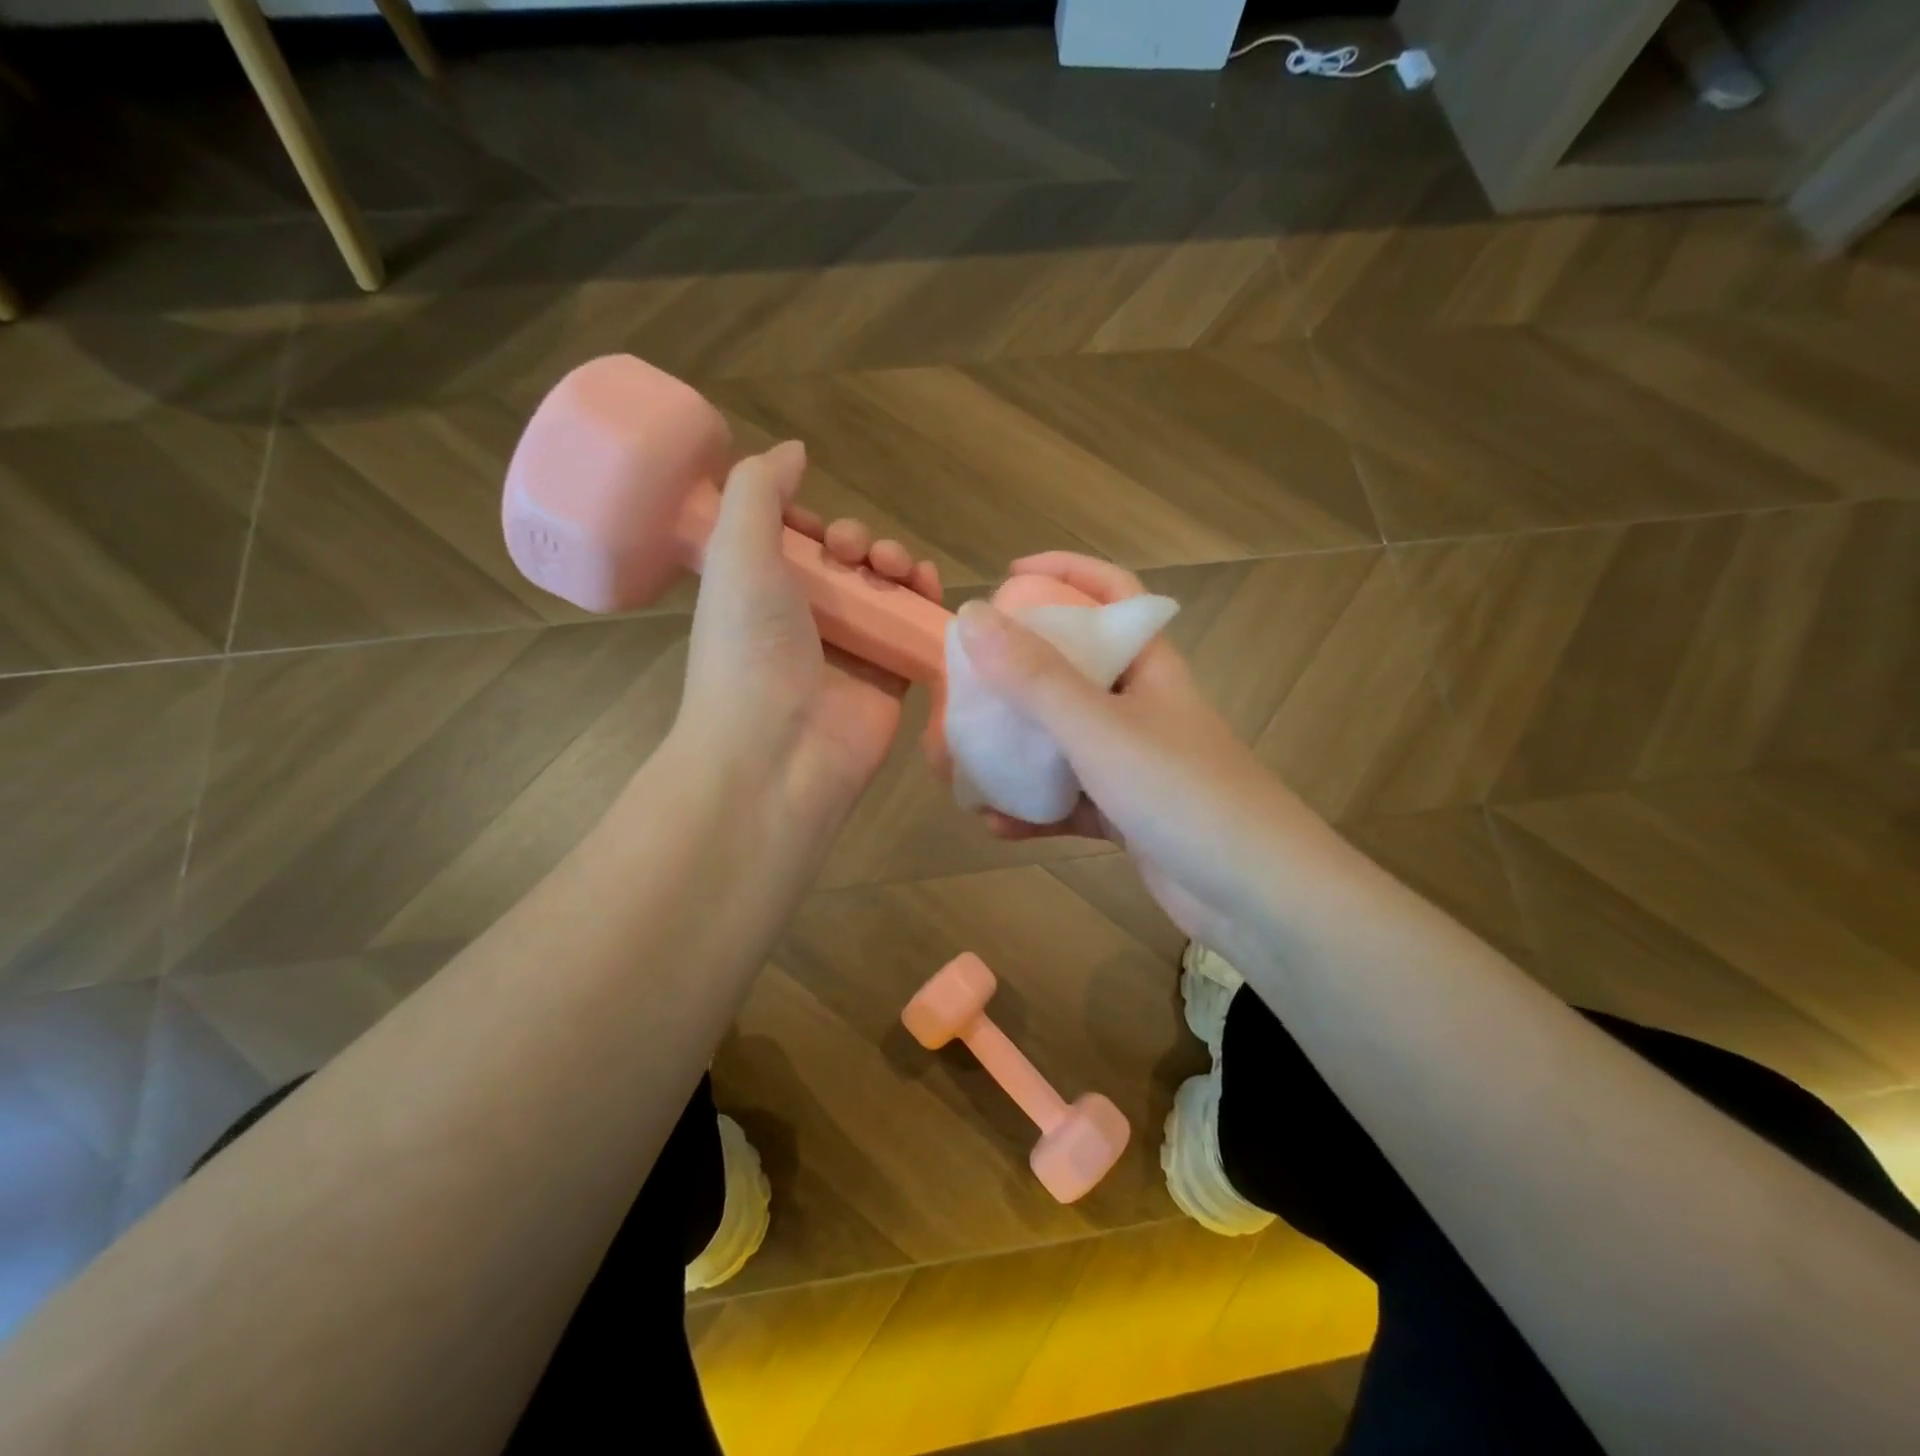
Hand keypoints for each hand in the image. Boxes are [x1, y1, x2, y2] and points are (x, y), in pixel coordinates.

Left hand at [678, 441, 942, 831]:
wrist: (777, 753)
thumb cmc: (749, 649)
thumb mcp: (736, 553)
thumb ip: (760, 492)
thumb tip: (794, 450)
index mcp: (759, 592)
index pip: (794, 545)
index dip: (813, 525)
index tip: (820, 527)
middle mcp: (805, 620)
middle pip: (848, 565)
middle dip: (862, 544)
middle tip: (858, 556)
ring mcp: (851, 652)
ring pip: (887, 593)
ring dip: (899, 567)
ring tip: (898, 571)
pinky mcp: (891, 679)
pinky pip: (917, 632)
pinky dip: (929, 607)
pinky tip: (932, 591)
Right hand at [959, 553, 1305, 952]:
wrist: (1258, 898)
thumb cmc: (1183, 794)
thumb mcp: (1100, 729)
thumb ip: (1035, 675)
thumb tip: (971, 614)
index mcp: (1147, 665)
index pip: (1109, 594)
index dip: (1063, 572)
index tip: (1007, 577)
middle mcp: (1140, 705)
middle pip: (1070, 669)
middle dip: (1013, 675)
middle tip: (963, 686)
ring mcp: (1133, 763)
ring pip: (1061, 741)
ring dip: (1012, 750)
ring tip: (959, 764)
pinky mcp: (1127, 814)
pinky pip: (1067, 799)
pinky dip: (1032, 808)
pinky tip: (993, 823)